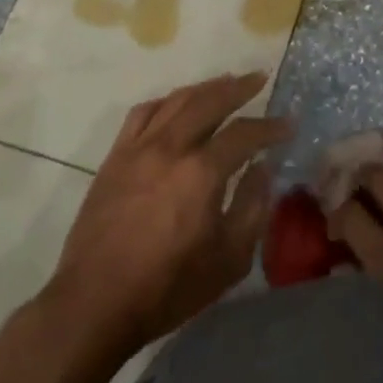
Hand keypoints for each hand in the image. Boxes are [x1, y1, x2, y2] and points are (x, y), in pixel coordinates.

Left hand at [51, 72, 290, 356]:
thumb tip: (262, 168)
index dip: (270, 127)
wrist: (94, 304)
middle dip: (239, 88)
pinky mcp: (115, 157)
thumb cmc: (168, 288)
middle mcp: (171, 148)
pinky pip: (142, 113)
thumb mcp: (228, 260)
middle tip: (259, 78)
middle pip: (209, 101)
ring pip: (176, 100)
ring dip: (205, 87)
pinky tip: (177, 104)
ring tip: (225, 82)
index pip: (244, 133)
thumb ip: (252, 207)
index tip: (288, 124)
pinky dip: (166, 101)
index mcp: (202, 173)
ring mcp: (138, 148)